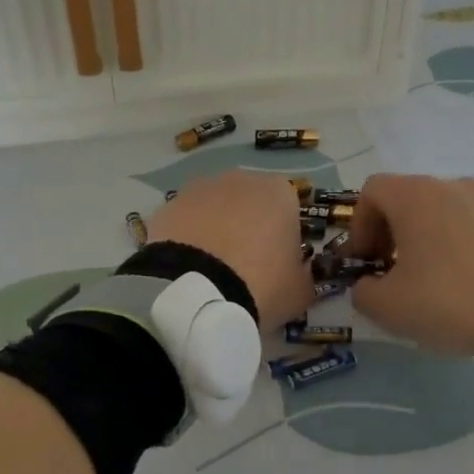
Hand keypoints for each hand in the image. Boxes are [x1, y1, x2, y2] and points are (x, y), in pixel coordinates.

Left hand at [147, 170, 313, 329]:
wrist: (195, 293)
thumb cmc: (261, 285)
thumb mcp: (300, 291)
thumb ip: (305, 275)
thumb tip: (300, 272)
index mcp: (280, 192)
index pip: (290, 210)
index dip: (285, 238)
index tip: (279, 265)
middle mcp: (241, 179)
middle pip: (251, 203)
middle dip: (249, 228)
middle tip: (245, 267)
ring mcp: (200, 189)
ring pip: (216, 209)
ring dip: (217, 230)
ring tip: (212, 270)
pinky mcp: (168, 206)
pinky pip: (186, 222)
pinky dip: (188, 238)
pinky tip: (187, 267)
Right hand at [345, 175, 473, 358]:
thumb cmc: (445, 301)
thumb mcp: (386, 305)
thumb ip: (362, 290)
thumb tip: (367, 284)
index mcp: (414, 195)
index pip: (371, 192)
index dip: (358, 226)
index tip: (364, 261)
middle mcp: (447, 185)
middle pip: (402, 197)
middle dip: (386, 231)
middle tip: (386, 270)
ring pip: (433, 209)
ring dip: (416, 236)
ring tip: (421, 276)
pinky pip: (461, 221)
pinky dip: (446, 240)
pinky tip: (452, 278)